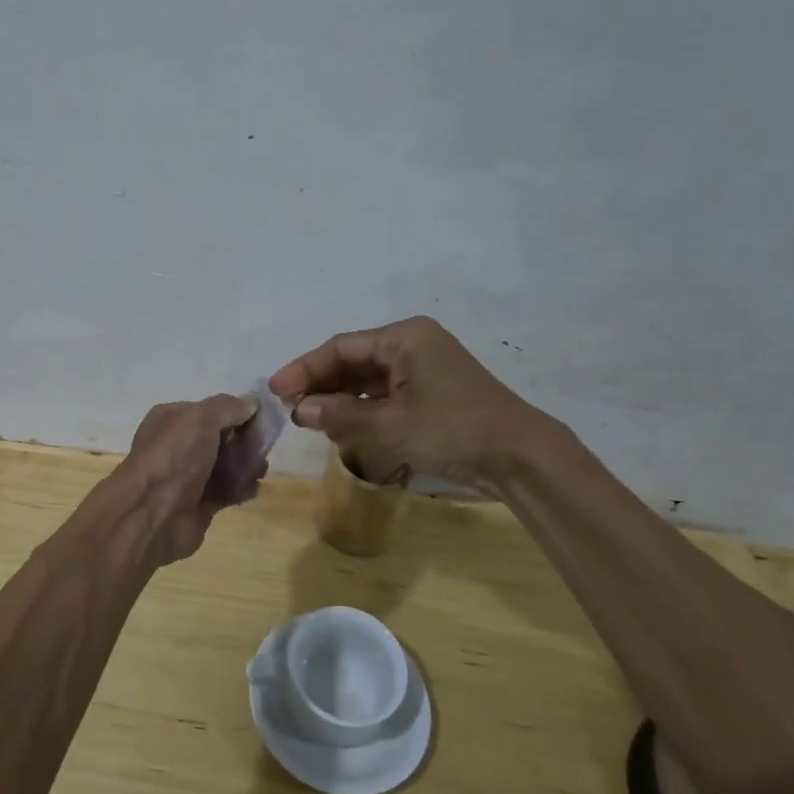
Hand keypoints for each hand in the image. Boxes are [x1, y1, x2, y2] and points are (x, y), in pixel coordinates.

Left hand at [101, 394, 257, 569]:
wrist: (153, 513)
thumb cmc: (174, 456)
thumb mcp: (200, 417)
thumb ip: (228, 407)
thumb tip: (251, 402)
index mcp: (172, 419)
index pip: (210, 410)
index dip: (236, 412)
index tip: (260, 418)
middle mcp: (179, 445)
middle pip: (221, 437)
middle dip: (245, 440)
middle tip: (263, 447)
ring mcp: (189, 476)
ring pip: (227, 464)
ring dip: (247, 465)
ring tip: (259, 469)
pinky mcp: (200, 503)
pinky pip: (227, 490)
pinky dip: (242, 488)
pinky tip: (252, 487)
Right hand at [270, 316, 554, 486]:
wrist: (519, 455)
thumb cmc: (452, 429)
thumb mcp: (391, 424)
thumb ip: (342, 415)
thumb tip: (301, 411)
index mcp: (404, 337)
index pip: (341, 348)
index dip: (304, 368)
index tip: (275, 389)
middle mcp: (412, 344)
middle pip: (353, 360)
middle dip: (320, 383)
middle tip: (288, 407)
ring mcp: (424, 367)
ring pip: (368, 378)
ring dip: (339, 397)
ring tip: (308, 417)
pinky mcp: (432, 391)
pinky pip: (385, 392)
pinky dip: (361, 407)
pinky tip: (341, 423)